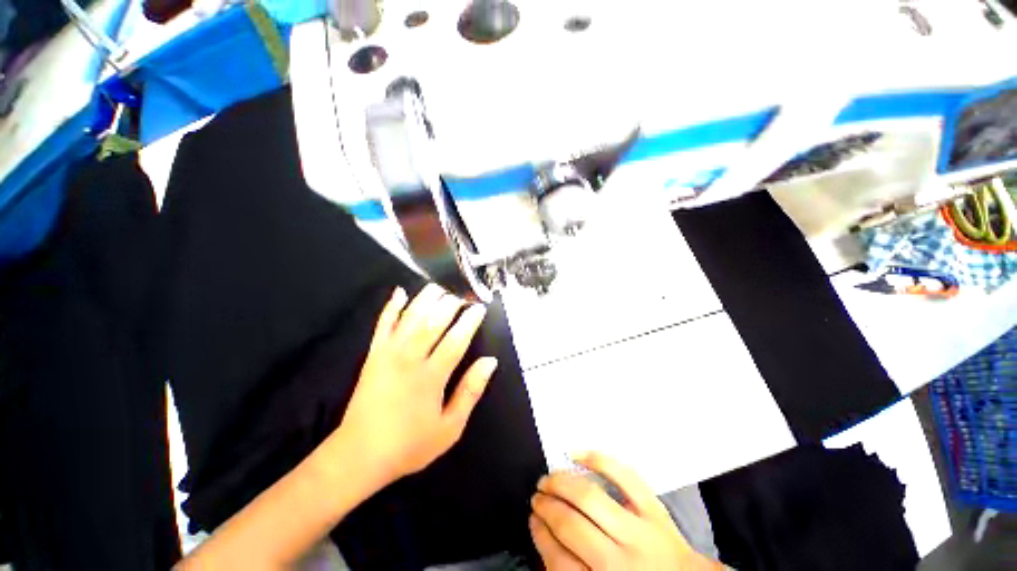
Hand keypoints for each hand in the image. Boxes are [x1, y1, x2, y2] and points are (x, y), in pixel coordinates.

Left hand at [331, 284, 497, 485]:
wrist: (359, 455)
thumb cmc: (410, 444)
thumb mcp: (450, 428)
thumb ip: (471, 391)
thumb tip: (490, 362)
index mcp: (431, 377)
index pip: (456, 340)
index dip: (469, 322)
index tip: (479, 308)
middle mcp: (410, 359)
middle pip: (432, 322)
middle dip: (449, 304)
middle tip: (461, 296)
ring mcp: (388, 354)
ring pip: (410, 318)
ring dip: (425, 299)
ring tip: (439, 288)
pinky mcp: (373, 354)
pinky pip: (383, 324)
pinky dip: (391, 307)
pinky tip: (400, 292)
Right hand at [530, 453, 721, 570]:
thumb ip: (574, 569)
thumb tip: (546, 541)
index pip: (560, 562)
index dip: (540, 536)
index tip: (533, 520)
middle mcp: (622, 563)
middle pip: (571, 525)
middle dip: (547, 506)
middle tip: (536, 496)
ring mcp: (641, 532)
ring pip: (590, 497)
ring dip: (561, 483)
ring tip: (548, 479)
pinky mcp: (655, 509)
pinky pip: (623, 475)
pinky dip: (597, 458)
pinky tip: (576, 454)